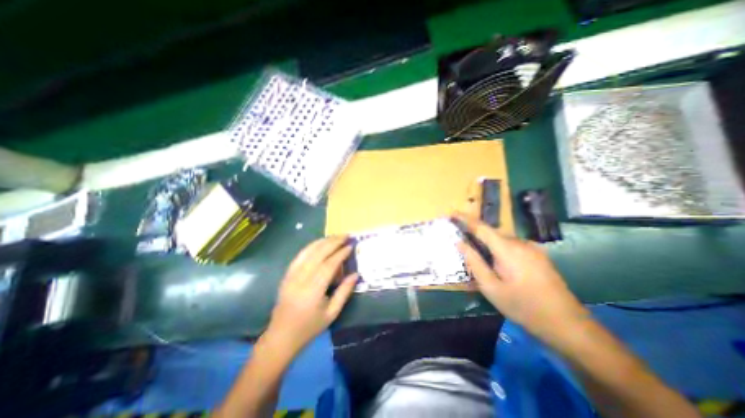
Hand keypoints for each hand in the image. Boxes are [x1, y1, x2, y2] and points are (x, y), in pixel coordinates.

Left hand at [266, 235, 358, 352]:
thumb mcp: (332, 313)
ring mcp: (291, 275)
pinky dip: (311, 246)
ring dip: (323, 241)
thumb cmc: (309, 327)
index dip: (340, 253)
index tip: (350, 246)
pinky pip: (300, 255)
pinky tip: (320, 243)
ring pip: (308, 251)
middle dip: (333, 242)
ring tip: (336, 236)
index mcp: (313, 290)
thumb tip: (355, 274)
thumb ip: (344, 292)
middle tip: (346, 235)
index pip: (329, 265)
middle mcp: (301, 279)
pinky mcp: (287, 274)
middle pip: (318, 253)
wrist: (281, 336)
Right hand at [455, 214, 588, 340]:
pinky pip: (512, 246)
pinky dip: (500, 250)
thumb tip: (460, 243)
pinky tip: (499, 266)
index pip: (481, 228)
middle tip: (462, 245)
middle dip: (476, 236)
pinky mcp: (538, 255)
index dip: (465, 219)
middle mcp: (521, 243)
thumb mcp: (491, 288)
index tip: (452, 213)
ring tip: (481, 261)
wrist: (568, 325)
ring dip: (488, 245)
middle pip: (492, 233)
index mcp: (508, 249)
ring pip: (502, 240)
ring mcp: (532, 248)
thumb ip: (474, 262)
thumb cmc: (524, 307)